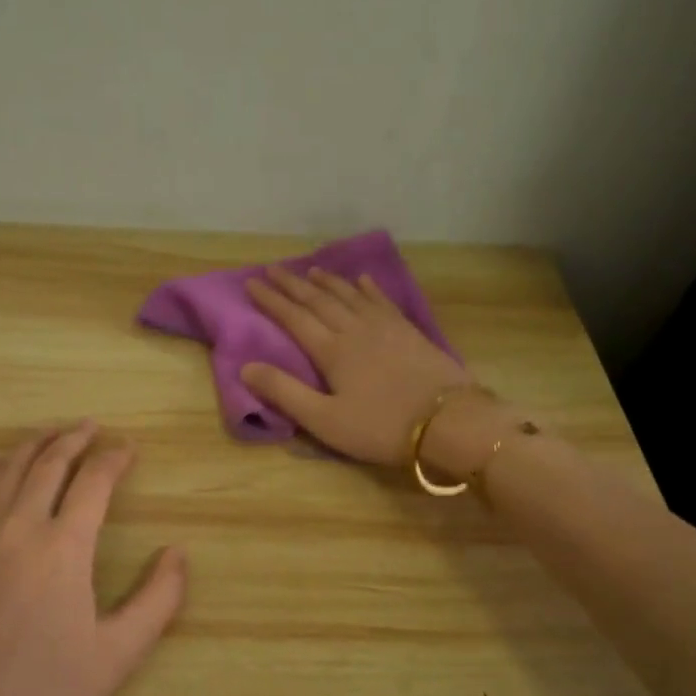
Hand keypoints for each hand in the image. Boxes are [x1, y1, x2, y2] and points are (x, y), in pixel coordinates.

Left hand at [0, 423, 185, 695]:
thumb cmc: (43, 692)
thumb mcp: (118, 654)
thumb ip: (158, 600)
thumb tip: (179, 553)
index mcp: (63, 547)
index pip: (94, 482)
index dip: (114, 459)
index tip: (129, 448)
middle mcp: (18, 527)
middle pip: (48, 464)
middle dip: (74, 439)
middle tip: (91, 426)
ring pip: (7, 470)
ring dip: (33, 445)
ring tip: (51, 433)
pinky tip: (1, 468)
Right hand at [238, 265, 473, 464]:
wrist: (448, 422)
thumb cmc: (380, 427)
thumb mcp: (324, 420)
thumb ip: (285, 392)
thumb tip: (246, 367)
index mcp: (332, 350)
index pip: (294, 318)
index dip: (271, 300)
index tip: (251, 283)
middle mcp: (355, 330)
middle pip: (319, 300)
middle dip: (293, 284)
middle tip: (273, 269)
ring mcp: (385, 328)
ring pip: (350, 295)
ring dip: (328, 282)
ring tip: (312, 270)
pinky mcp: (409, 332)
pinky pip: (383, 301)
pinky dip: (369, 289)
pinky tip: (363, 281)